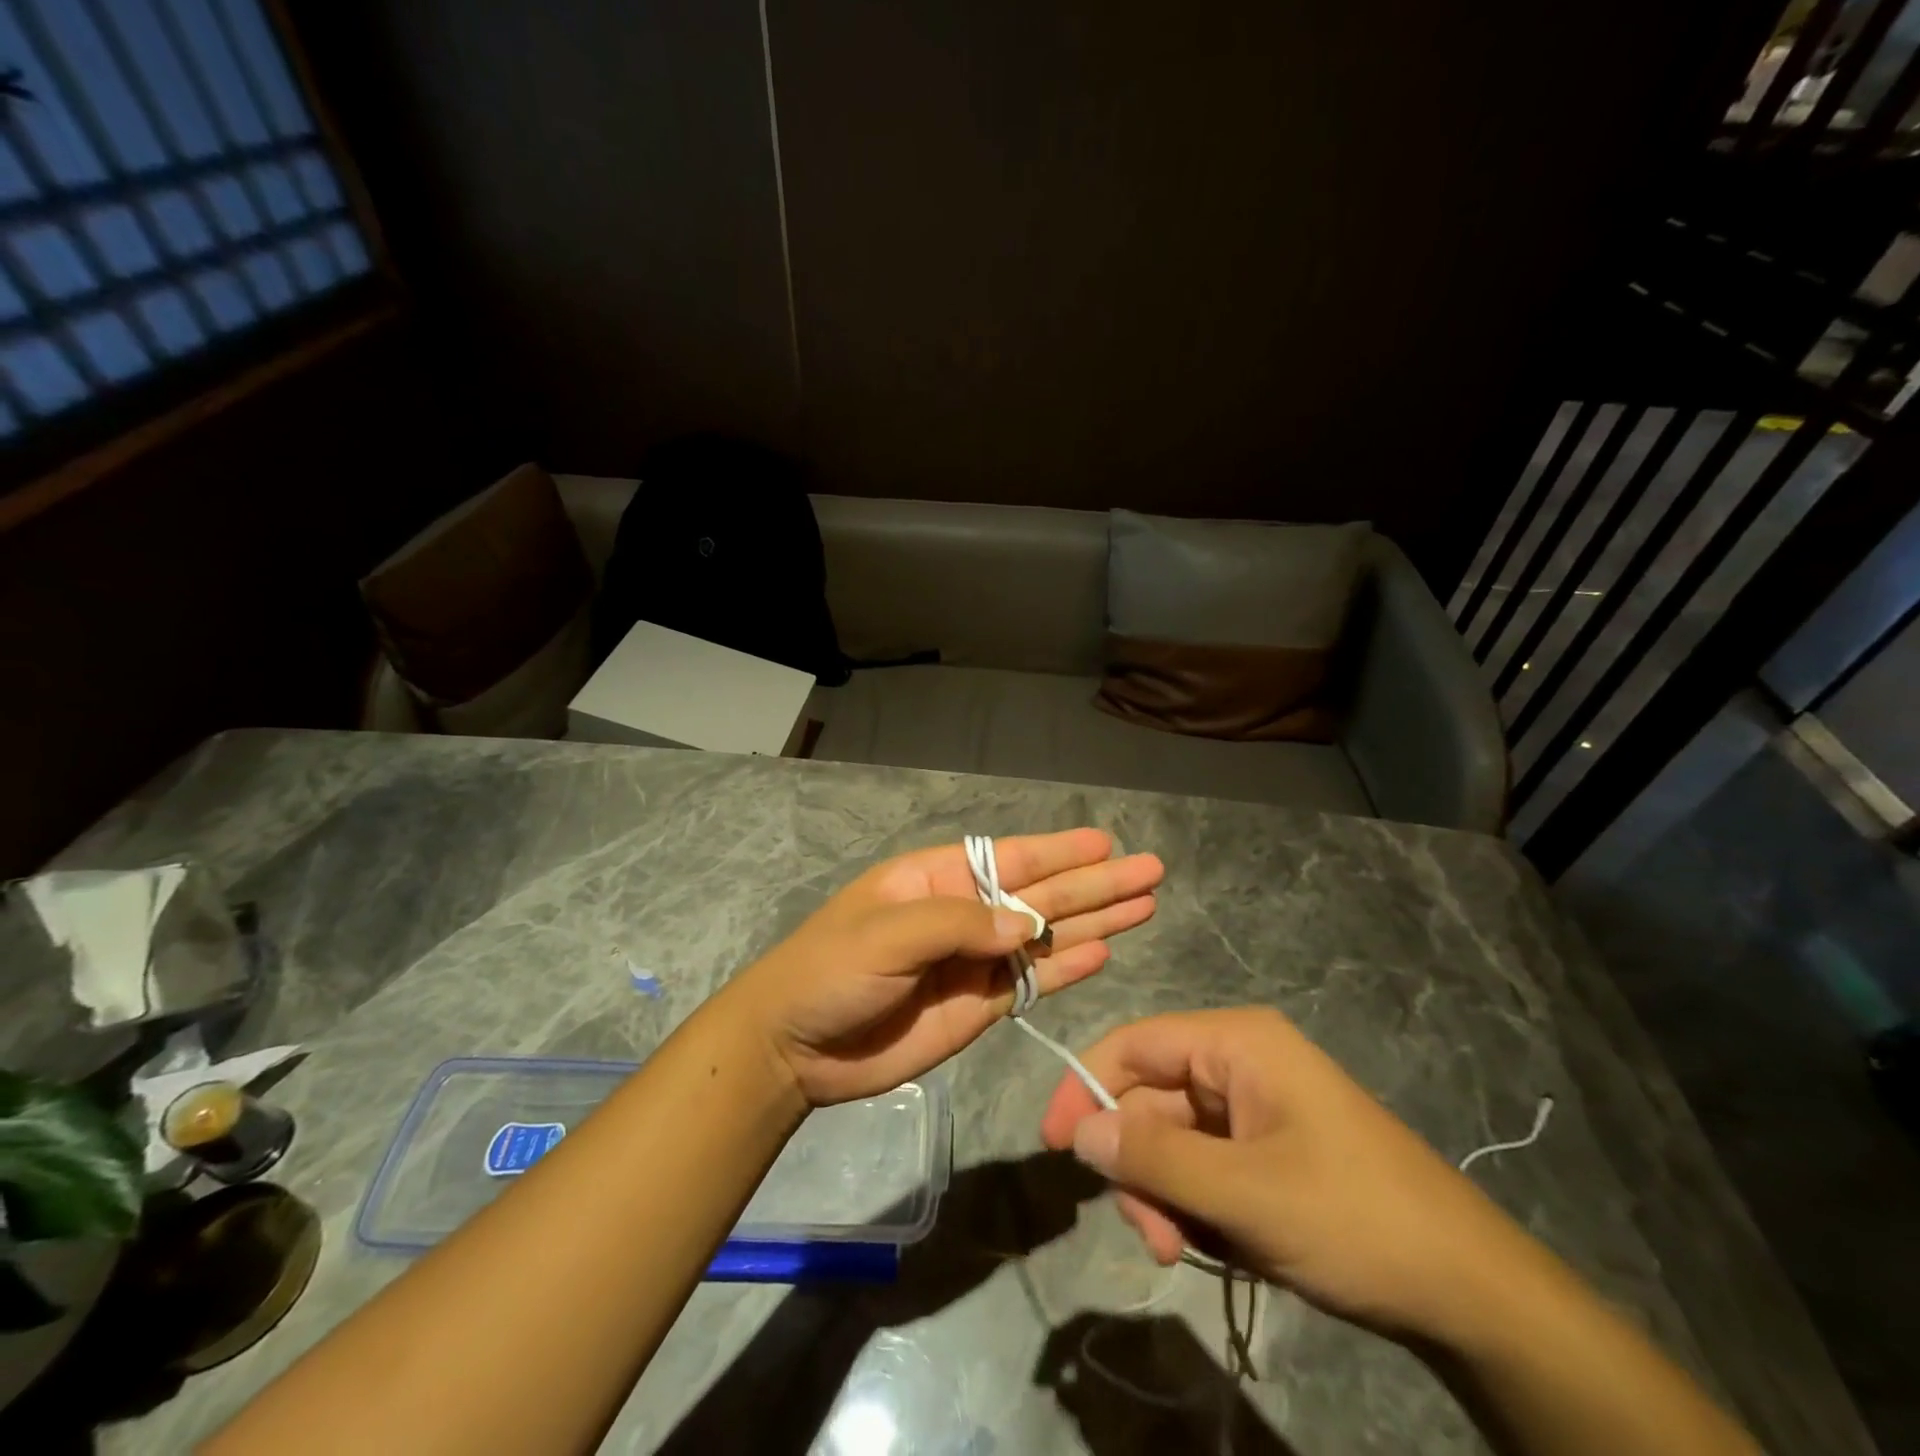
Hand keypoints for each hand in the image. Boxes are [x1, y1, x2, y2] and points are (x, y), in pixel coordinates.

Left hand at [729, 829, 1162, 1106]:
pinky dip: (1067, 969)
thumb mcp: (886, 933)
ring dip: (1094, 921)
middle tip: (1151, 870)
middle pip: (1042, 895)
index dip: (1059, 852)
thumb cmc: (831, 970)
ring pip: (1047, 936)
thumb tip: (1028, 925)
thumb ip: (958, 925)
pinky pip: (1032, 983)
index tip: (1106, 844)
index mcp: (938, 880)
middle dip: (1095, 884)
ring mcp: (975, 962)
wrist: (796, 1047)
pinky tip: (1104, 952)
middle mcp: (965, 915)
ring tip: (1145, 905)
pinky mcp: (979, 1007)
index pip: (1011, 859)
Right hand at [1039, 1007, 1542, 1342]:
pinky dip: (1193, 1206)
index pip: (1134, 1045)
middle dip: (1138, 1167)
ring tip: (1180, 1251)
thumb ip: (1154, 1158)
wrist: (1473, 1293)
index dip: (1085, 1086)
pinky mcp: (1267, 1151)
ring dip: (1163, 1196)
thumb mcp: (1245, 1193)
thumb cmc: (1355, 1220)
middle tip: (1150, 1238)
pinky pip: (1203, 1167)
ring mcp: (1255, 1109)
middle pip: (1151, 1101)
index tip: (1054, 1145)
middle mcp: (1240, 1064)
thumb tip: (1078, 1130)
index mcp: (1236, 1043)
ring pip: (1173, 1141)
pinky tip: (1212, 1248)